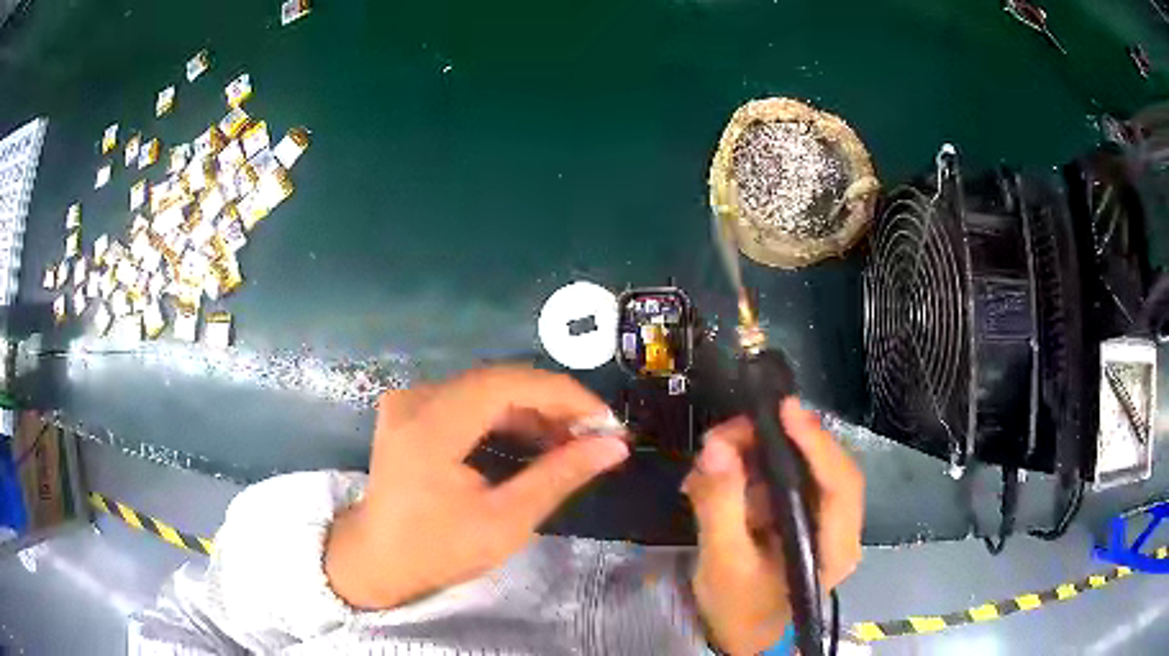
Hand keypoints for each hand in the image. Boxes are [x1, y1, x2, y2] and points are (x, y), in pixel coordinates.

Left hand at [325, 366, 629, 609]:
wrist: (378, 560)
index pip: (508, 383)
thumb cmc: (438, 550)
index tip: (606, 420)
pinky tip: (534, 439)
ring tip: (572, 440)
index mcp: (431, 426)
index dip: (563, 395)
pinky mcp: (411, 410)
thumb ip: (559, 476)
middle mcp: (416, 399)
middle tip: (595, 433)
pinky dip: (506, 416)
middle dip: (552, 404)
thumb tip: (614, 446)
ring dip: (532, 410)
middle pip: (498, 381)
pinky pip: (469, 400)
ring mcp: (410, 401)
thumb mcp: (505, 521)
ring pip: (486, 388)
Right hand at [682, 399, 863, 654]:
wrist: (743, 633)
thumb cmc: (739, 607)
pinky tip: (721, 473)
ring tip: (716, 452)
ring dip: (760, 451)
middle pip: (822, 465)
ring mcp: (823, 518)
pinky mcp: (804, 514)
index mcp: (834, 547)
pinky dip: (754, 467)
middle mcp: (840, 526)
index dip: (816, 443)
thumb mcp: (722, 562)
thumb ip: (720, 505)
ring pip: (802, 466)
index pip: (840, 484)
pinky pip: (785, 477)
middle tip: (728, 433)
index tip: (783, 409)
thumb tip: (715, 446)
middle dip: (776, 442)